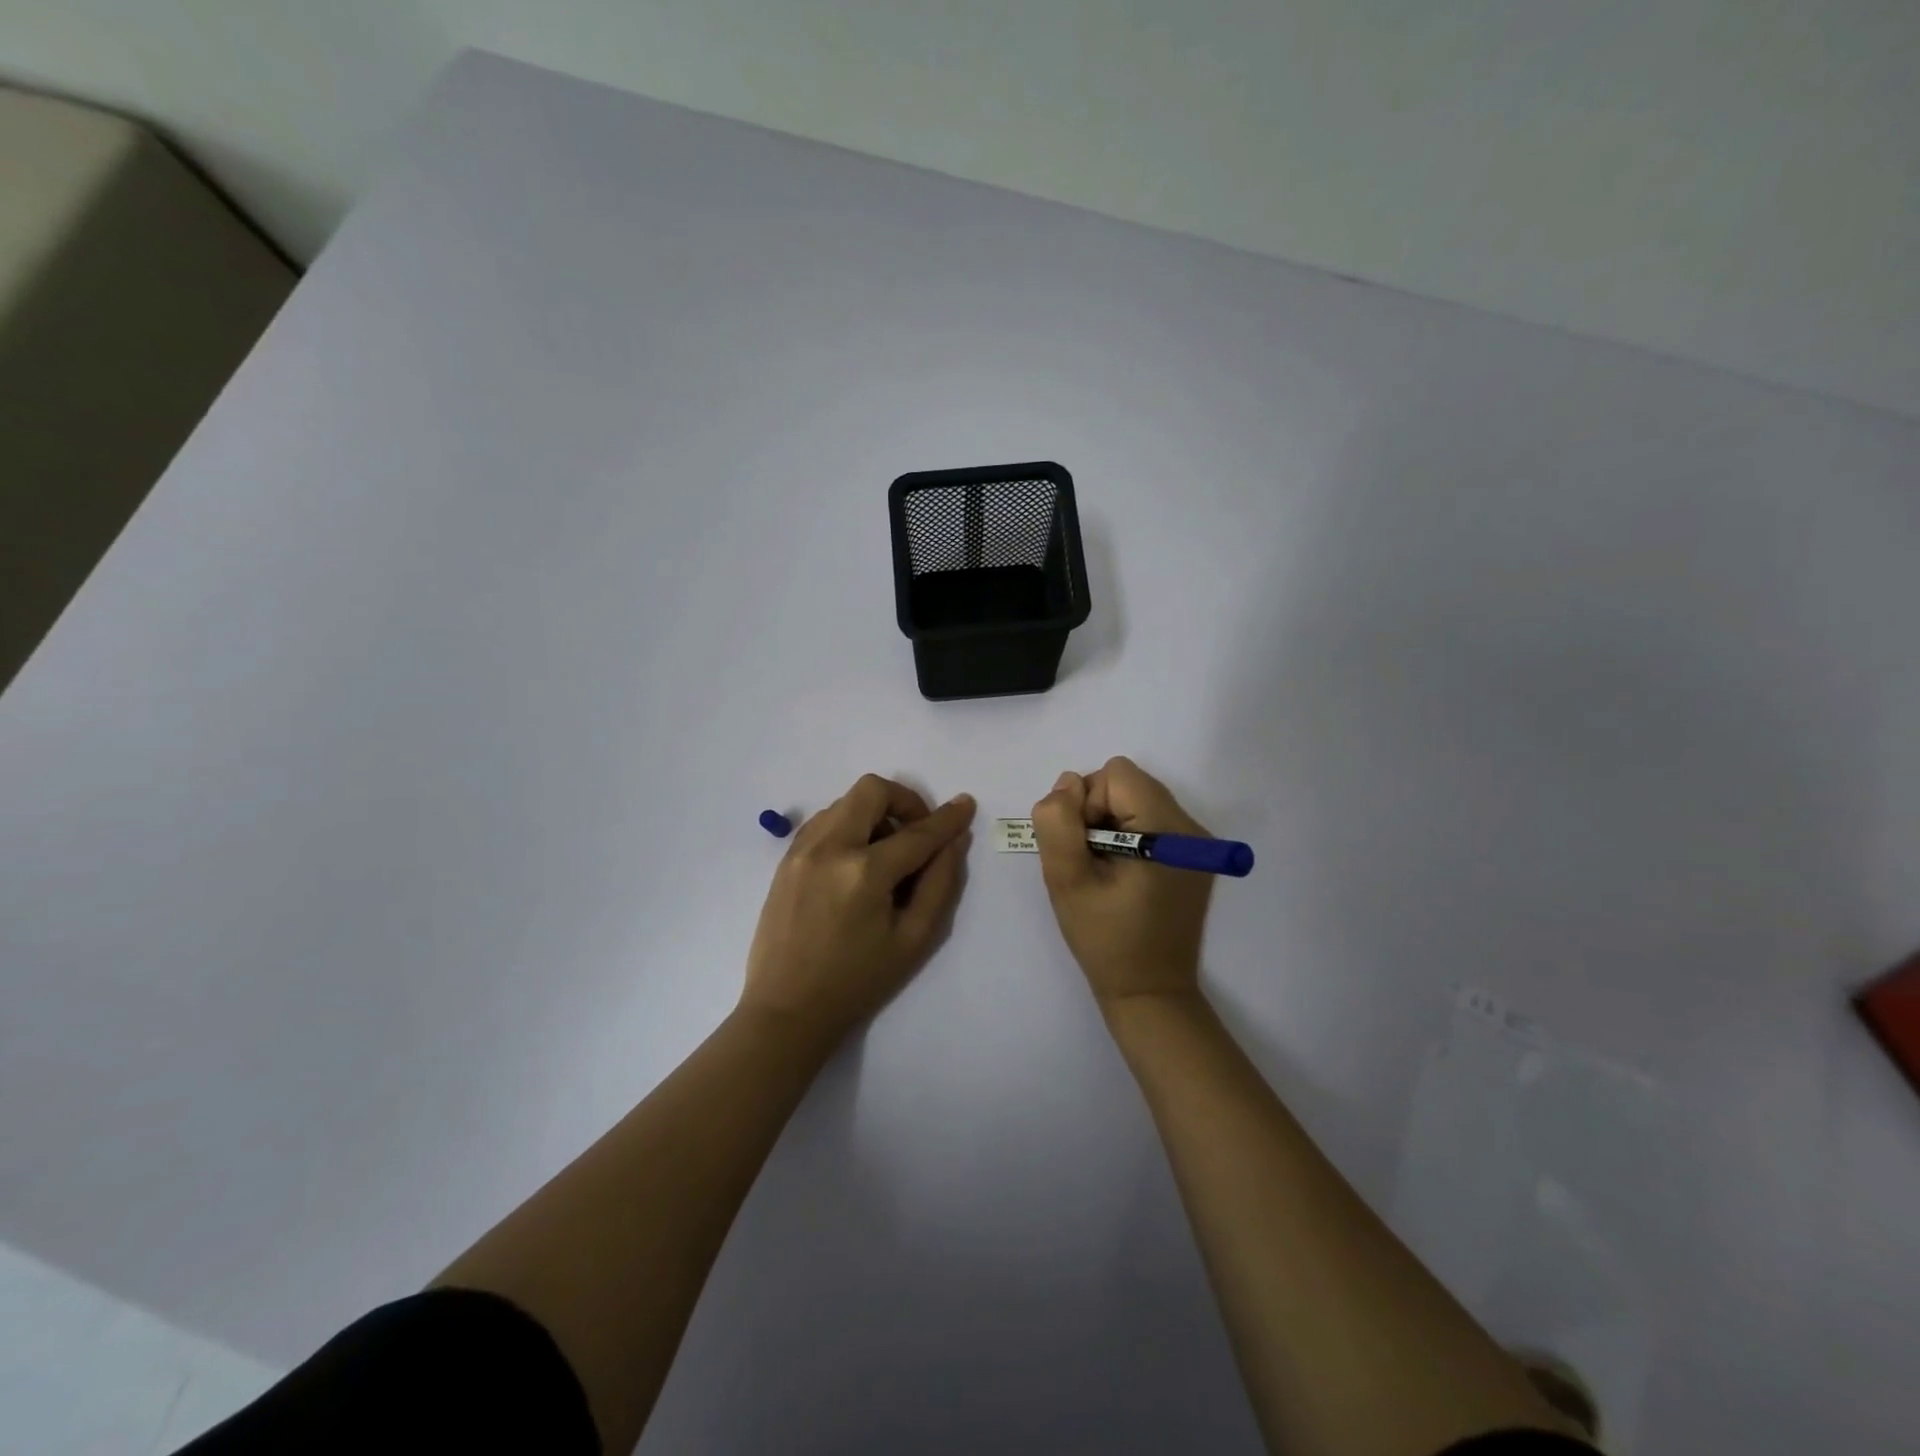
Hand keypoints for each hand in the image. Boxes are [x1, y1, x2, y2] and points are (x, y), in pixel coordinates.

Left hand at [740, 774, 974, 1044]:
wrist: (786, 1009)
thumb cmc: (857, 982)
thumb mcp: (913, 940)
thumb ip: (940, 884)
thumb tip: (955, 840)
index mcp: (864, 873)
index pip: (916, 833)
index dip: (946, 818)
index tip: (965, 805)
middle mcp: (829, 848)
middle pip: (872, 790)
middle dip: (904, 802)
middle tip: (917, 833)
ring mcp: (801, 850)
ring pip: (845, 801)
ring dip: (874, 814)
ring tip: (885, 854)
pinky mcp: (785, 859)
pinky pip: (823, 820)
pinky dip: (848, 825)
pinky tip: (856, 861)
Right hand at [1031, 756, 1213, 1007]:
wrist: (1150, 992)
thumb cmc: (1106, 939)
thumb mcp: (1067, 880)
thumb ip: (1057, 823)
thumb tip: (1067, 784)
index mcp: (1166, 830)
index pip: (1115, 775)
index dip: (1087, 804)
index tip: (1085, 849)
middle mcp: (1191, 827)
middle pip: (1129, 782)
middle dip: (1097, 811)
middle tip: (1091, 861)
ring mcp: (1196, 843)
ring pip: (1137, 799)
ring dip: (1110, 824)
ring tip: (1106, 870)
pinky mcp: (1193, 856)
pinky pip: (1150, 820)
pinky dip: (1127, 836)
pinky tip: (1122, 875)